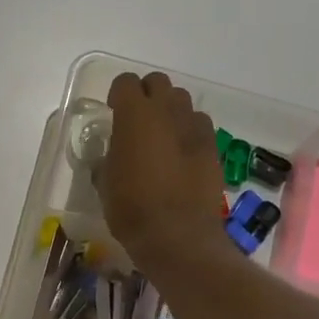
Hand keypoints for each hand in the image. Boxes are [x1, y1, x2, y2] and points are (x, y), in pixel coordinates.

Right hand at [100, 71, 227, 270]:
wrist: (178, 236)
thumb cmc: (131, 209)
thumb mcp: (105, 182)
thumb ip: (109, 156)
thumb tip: (114, 153)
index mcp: (134, 115)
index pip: (125, 82)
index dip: (118, 95)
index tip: (113, 112)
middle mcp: (167, 111)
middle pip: (158, 83)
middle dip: (146, 95)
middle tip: (138, 121)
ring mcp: (194, 127)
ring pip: (182, 101)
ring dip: (170, 111)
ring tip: (162, 136)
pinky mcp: (213, 146)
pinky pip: (199, 125)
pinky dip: (189, 132)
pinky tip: (182, 155)